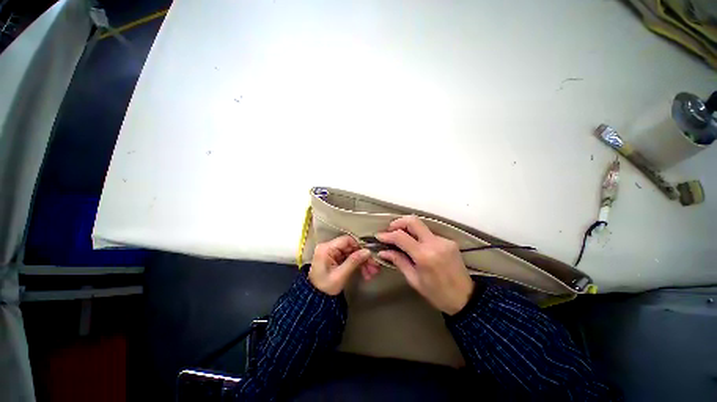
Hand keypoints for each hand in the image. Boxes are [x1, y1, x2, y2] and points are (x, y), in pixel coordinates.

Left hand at [309, 235, 372, 294]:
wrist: (316, 299)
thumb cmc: (325, 287)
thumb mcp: (340, 275)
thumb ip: (353, 261)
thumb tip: (367, 251)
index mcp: (326, 248)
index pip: (347, 240)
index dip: (359, 246)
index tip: (370, 255)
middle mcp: (329, 247)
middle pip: (351, 247)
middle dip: (363, 256)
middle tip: (374, 266)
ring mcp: (333, 253)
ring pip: (352, 253)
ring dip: (362, 262)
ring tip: (372, 272)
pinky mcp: (336, 259)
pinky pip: (350, 258)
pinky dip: (358, 265)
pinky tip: (366, 273)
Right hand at [376, 216, 473, 314]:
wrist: (465, 298)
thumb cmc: (436, 293)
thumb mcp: (414, 280)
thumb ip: (398, 261)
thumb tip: (382, 252)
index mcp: (424, 256)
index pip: (401, 236)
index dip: (387, 235)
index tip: (379, 236)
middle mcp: (435, 243)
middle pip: (413, 221)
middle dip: (398, 222)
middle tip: (390, 230)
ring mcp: (443, 240)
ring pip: (421, 225)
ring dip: (408, 228)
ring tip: (400, 237)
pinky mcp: (449, 241)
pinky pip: (429, 233)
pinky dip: (419, 235)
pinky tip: (415, 244)